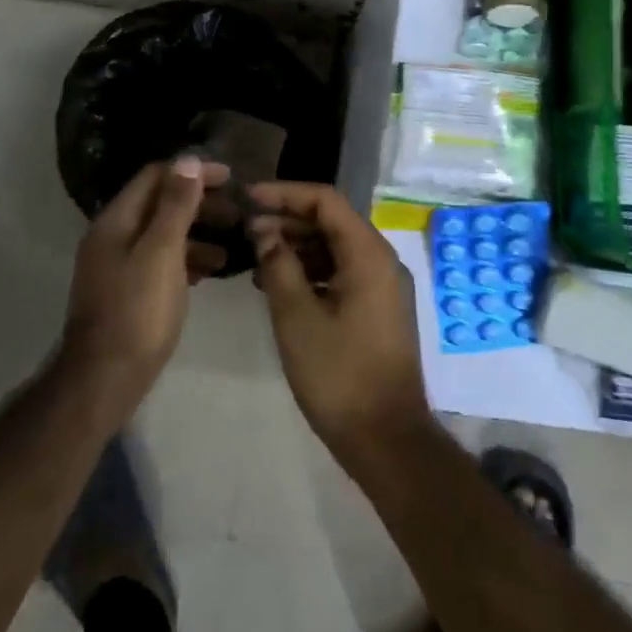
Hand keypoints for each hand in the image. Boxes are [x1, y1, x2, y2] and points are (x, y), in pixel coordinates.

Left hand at [64, 156, 229, 408]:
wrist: (105, 379)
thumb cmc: (138, 311)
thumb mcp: (162, 252)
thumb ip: (176, 206)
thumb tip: (188, 160)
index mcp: (116, 221)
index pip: (155, 177)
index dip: (192, 172)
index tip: (230, 178)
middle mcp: (113, 237)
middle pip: (159, 204)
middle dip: (199, 203)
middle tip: (237, 212)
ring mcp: (119, 266)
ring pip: (163, 235)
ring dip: (198, 233)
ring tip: (232, 244)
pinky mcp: (129, 292)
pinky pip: (162, 262)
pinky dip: (188, 259)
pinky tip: (212, 271)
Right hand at [246, 182, 431, 466]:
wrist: (385, 437)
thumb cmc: (339, 375)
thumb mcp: (297, 318)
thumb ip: (278, 266)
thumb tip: (264, 231)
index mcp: (368, 254)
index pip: (326, 201)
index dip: (285, 194)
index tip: (248, 199)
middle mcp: (381, 260)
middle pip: (332, 222)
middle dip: (288, 220)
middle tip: (246, 231)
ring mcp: (381, 286)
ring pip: (335, 248)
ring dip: (297, 247)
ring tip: (255, 257)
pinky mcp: (376, 308)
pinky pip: (341, 273)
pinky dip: (311, 271)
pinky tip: (278, 284)